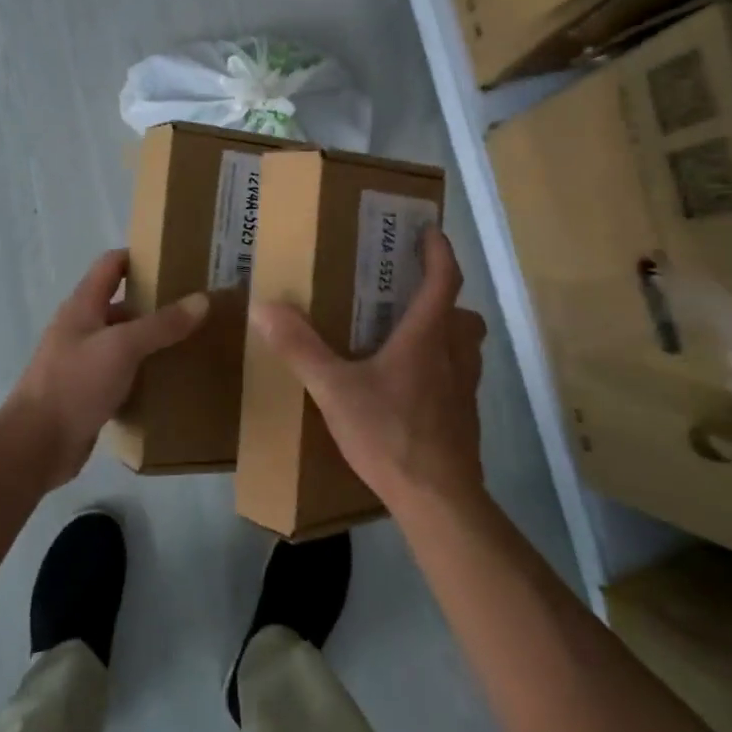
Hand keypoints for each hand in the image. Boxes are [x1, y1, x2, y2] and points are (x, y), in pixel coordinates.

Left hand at [6, 249, 208, 487]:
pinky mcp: (88, 393)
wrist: (35, 446)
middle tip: (196, 306)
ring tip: (192, 342)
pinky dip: (144, 372)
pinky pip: (122, 374)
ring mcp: (83, 362)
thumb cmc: (74, 384)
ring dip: (152, 340)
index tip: (177, 261)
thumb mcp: (122, 347)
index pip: (111, 265)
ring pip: (124, 341)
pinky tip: (169, 380)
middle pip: (122, 304)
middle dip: (156, 303)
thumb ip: (162, 324)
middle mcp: (81, 328)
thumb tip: (202, 299)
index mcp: (82, 306)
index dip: (140, 257)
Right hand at [250, 226, 487, 518]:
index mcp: (428, 336)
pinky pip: (460, 378)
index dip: (440, 251)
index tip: (430, 231)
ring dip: (447, 333)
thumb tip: (264, 306)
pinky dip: (443, 369)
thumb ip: (300, 348)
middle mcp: (455, 354)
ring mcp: (466, 389)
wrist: (438, 500)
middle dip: (443, 297)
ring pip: (466, 346)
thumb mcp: (334, 390)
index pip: (445, 279)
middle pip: (463, 313)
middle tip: (410, 293)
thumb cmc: (389, 434)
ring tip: (409, 338)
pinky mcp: (466, 418)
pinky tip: (411, 389)